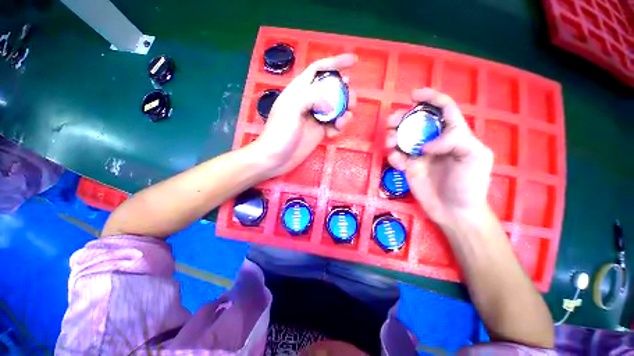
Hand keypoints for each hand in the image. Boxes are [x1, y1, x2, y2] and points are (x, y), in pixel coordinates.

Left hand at [253, 54, 356, 177]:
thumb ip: (312, 96)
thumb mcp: (292, 109)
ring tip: (343, 120)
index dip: (335, 62)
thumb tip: (331, 100)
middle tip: (351, 101)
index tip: (354, 61)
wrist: (276, 158)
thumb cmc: (279, 132)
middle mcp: (309, 101)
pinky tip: (334, 133)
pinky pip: (335, 125)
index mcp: (300, 90)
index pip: (319, 69)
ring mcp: (315, 118)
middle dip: (344, 92)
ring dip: (344, 112)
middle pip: (332, 89)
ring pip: (336, 108)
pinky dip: (338, 127)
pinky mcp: (320, 132)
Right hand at [385, 88, 492, 225]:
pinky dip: (393, 156)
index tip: (414, 95)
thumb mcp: (475, 157)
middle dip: (402, 117)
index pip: (443, 108)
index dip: (430, 98)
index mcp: (453, 133)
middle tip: (392, 122)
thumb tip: (425, 144)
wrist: (454, 211)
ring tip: (391, 143)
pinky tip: (398, 164)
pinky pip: (396, 155)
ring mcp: (418, 154)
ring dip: (392, 136)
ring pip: (401, 137)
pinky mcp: (408, 166)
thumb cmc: (470, 185)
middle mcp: (433, 140)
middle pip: (415, 121)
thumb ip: (454, 140)